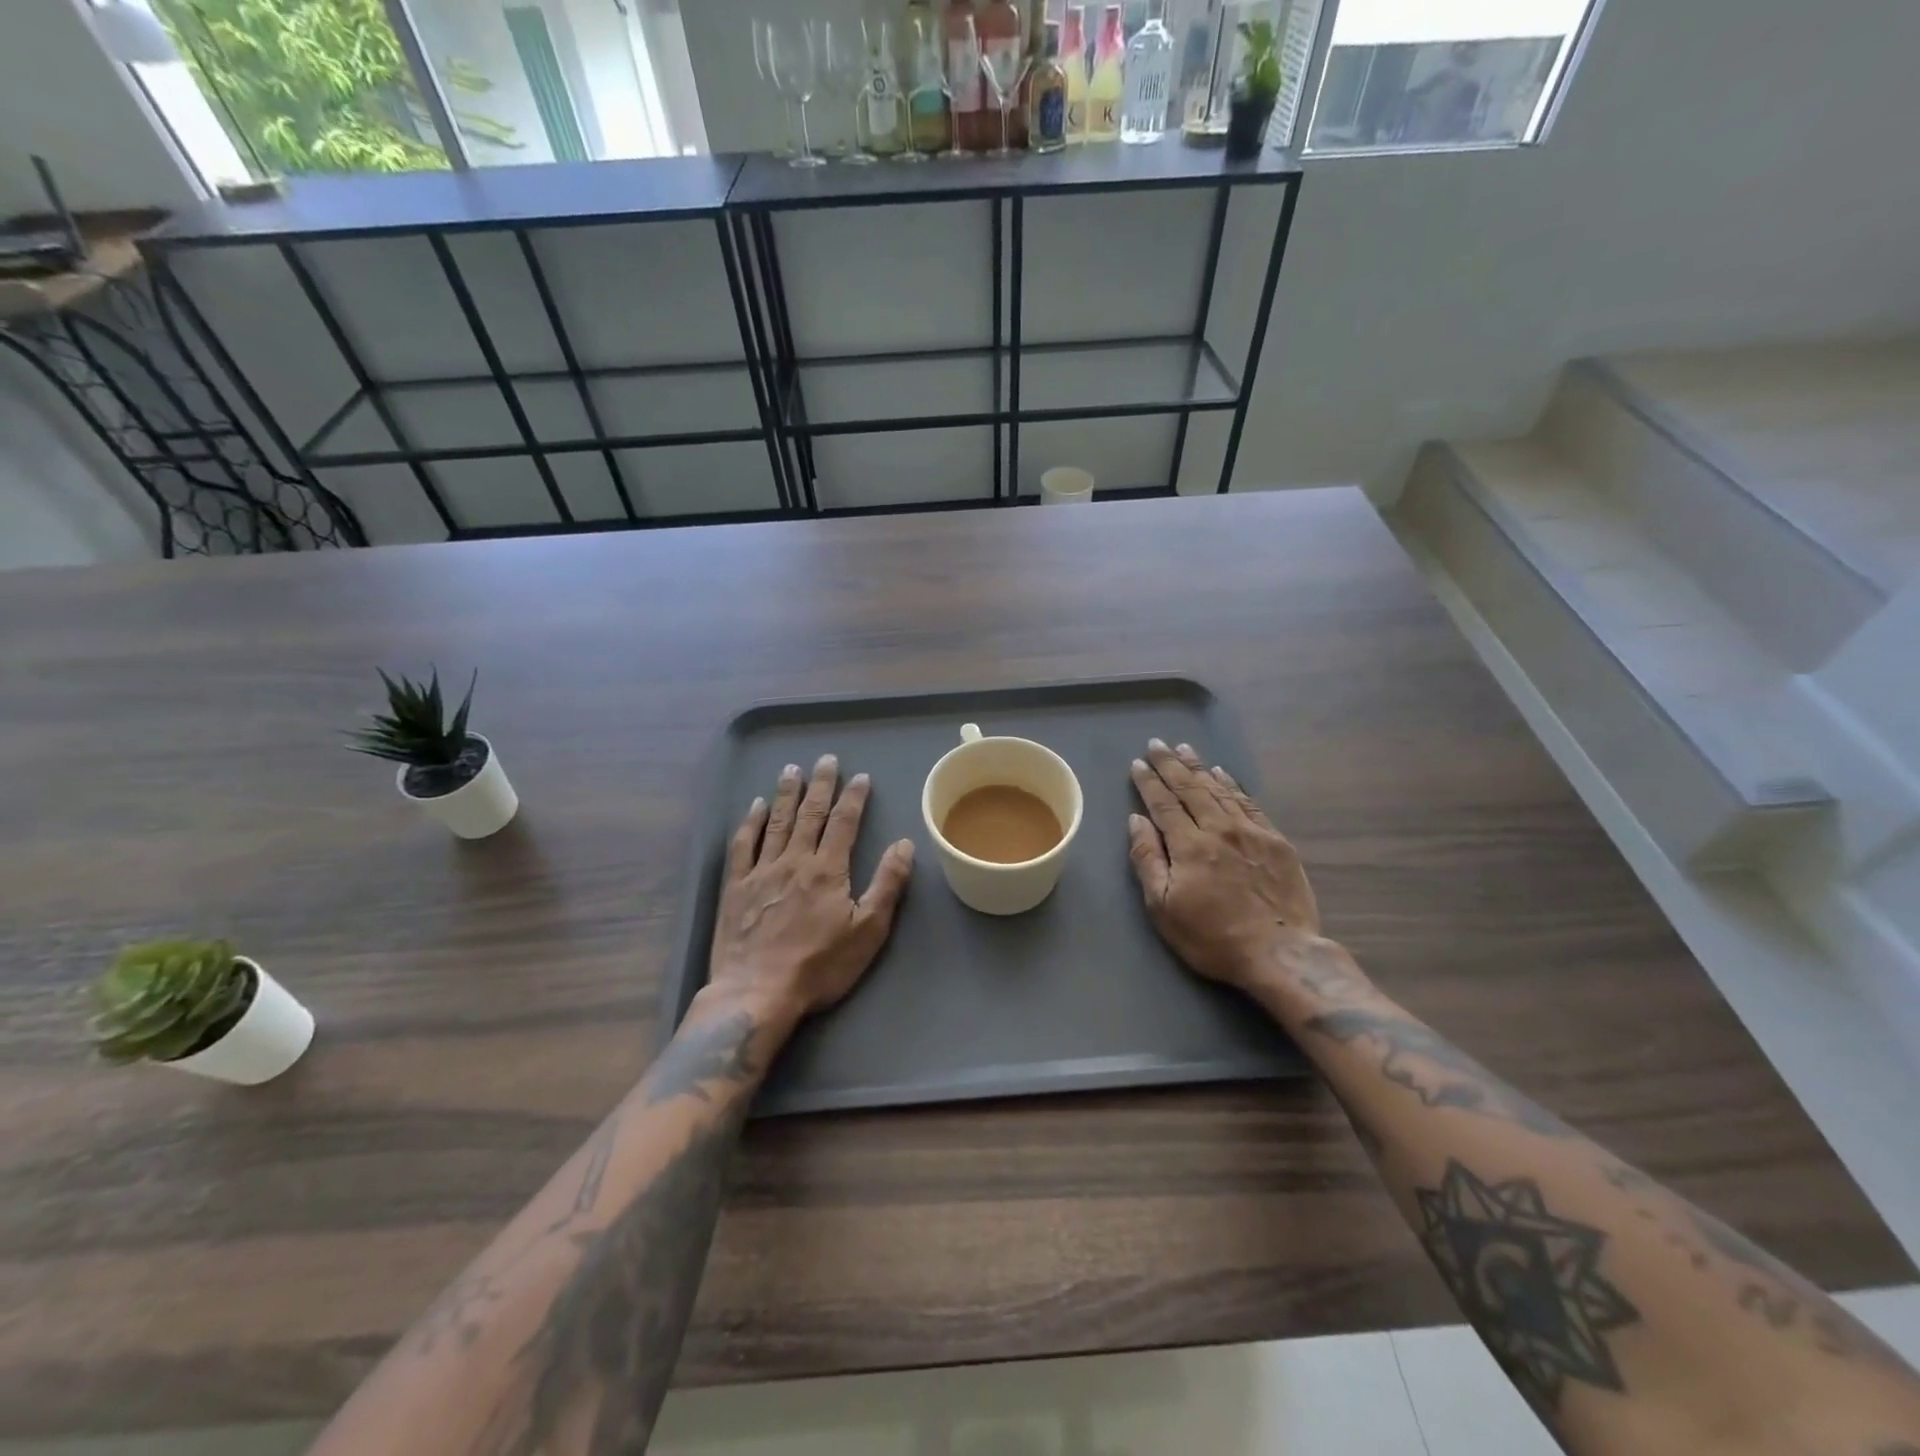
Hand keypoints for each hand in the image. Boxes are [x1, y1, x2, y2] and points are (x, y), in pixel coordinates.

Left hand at [704, 754, 914, 1027]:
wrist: (756, 993)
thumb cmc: (819, 966)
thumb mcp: (868, 931)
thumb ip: (887, 884)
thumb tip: (904, 844)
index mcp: (828, 870)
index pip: (844, 823)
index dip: (854, 798)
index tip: (860, 777)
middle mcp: (794, 860)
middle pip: (810, 814)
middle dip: (820, 785)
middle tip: (826, 759)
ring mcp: (761, 872)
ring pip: (776, 822)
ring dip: (786, 794)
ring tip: (792, 769)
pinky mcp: (735, 887)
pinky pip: (743, 845)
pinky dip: (750, 823)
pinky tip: (755, 807)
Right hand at [1127, 739, 1344, 994]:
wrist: (1280, 954)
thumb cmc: (1212, 937)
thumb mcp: (1163, 907)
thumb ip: (1147, 859)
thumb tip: (1137, 820)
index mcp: (1189, 845)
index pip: (1163, 803)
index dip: (1149, 782)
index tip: (1138, 763)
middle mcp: (1219, 828)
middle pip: (1190, 788)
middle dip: (1171, 764)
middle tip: (1158, 744)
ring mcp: (1251, 832)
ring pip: (1219, 790)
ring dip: (1199, 768)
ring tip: (1185, 749)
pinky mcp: (1276, 841)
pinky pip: (1248, 803)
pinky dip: (1232, 785)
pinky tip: (1223, 774)